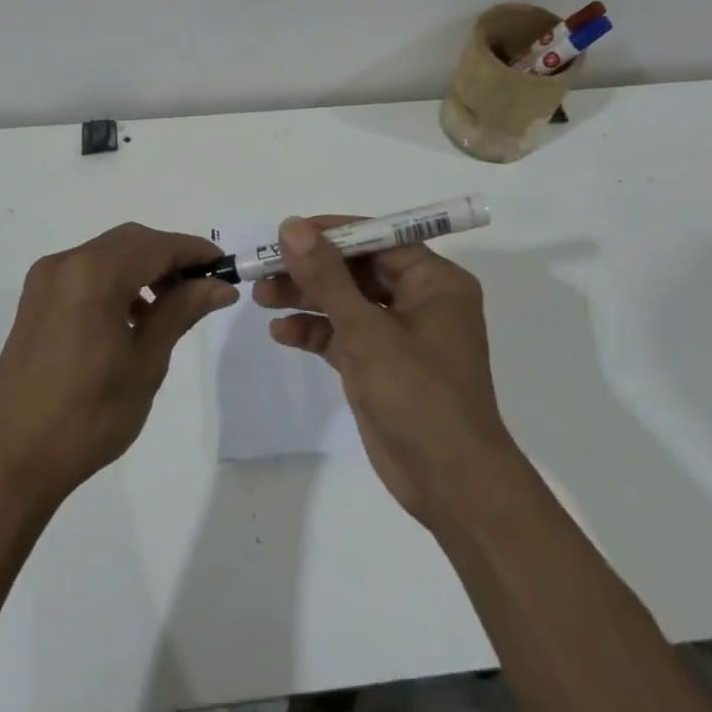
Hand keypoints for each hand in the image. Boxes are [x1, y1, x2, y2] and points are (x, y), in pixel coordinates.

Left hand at [0, 223, 236, 507]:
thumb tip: (219, 285)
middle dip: (170, 257)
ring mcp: (45, 280)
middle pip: (131, 242)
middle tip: (202, 288)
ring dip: (143, 268)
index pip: (157, 246)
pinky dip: (116, 281)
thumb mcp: (146, 362)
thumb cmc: (89, 416)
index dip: (195, 252)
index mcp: (93, 275)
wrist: (13, 460)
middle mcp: (66, 263)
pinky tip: (133, 317)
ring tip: (171, 308)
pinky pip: (86, 272)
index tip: (226, 268)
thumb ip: (181, 312)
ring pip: (108, 254)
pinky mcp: (36, 300)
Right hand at [255, 216, 515, 527]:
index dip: (332, 233)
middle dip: (311, 270)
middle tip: (264, 268)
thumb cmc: (419, 395)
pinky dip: (314, 332)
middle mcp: (419, 301)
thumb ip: (327, 278)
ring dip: (306, 298)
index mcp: (434, 282)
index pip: (378, 240)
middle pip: (357, 270)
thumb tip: (293, 227)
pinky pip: (343, 336)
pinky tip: (281, 333)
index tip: (287, 233)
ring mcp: (398, 335)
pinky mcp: (380, 365)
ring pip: (345, 302)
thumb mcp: (367, 331)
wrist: (450, 483)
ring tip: (261, 296)